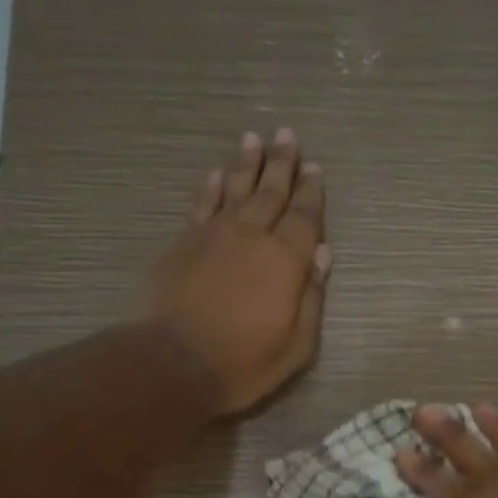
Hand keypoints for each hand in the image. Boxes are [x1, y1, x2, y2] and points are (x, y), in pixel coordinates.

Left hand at [139, 128, 331, 416]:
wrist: (174, 363)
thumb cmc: (244, 363)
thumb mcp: (296, 346)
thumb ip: (312, 298)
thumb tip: (322, 255)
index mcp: (286, 260)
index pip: (305, 216)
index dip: (311, 192)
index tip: (315, 168)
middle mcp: (252, 235)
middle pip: (271, 191)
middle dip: (281, 163)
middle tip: (286, 134)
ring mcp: (214, 235)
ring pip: (235, 188)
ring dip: (246, 163)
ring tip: (254, 138)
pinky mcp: (183, 243)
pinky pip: (202, 204)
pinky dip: (211, 187)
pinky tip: (216, 174)